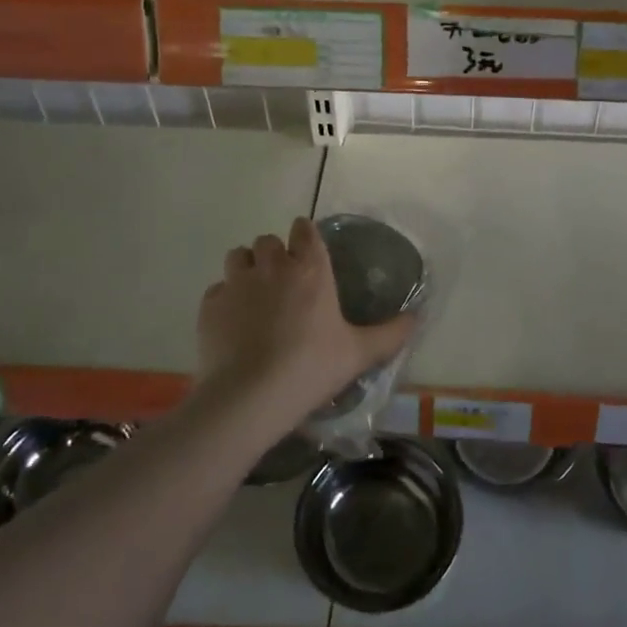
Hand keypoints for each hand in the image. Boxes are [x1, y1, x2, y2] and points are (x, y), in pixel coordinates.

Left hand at [196, 217, 417, 421]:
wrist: (249, 396)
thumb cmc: (310, 368)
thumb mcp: (359, 354)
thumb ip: (390, 334)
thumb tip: (416, 318)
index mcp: (310, 270)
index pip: (304, 230)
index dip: (305, 235)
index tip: (307, 249)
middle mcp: (272, 266)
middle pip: (268, 240)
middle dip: (274, 253)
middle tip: (282, 280)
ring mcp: (236, 283)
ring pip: (238, 256)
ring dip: (246, 267)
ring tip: (254, 294)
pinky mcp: (210, 305)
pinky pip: (217, 289)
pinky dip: (225, 299)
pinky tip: (233, 322)